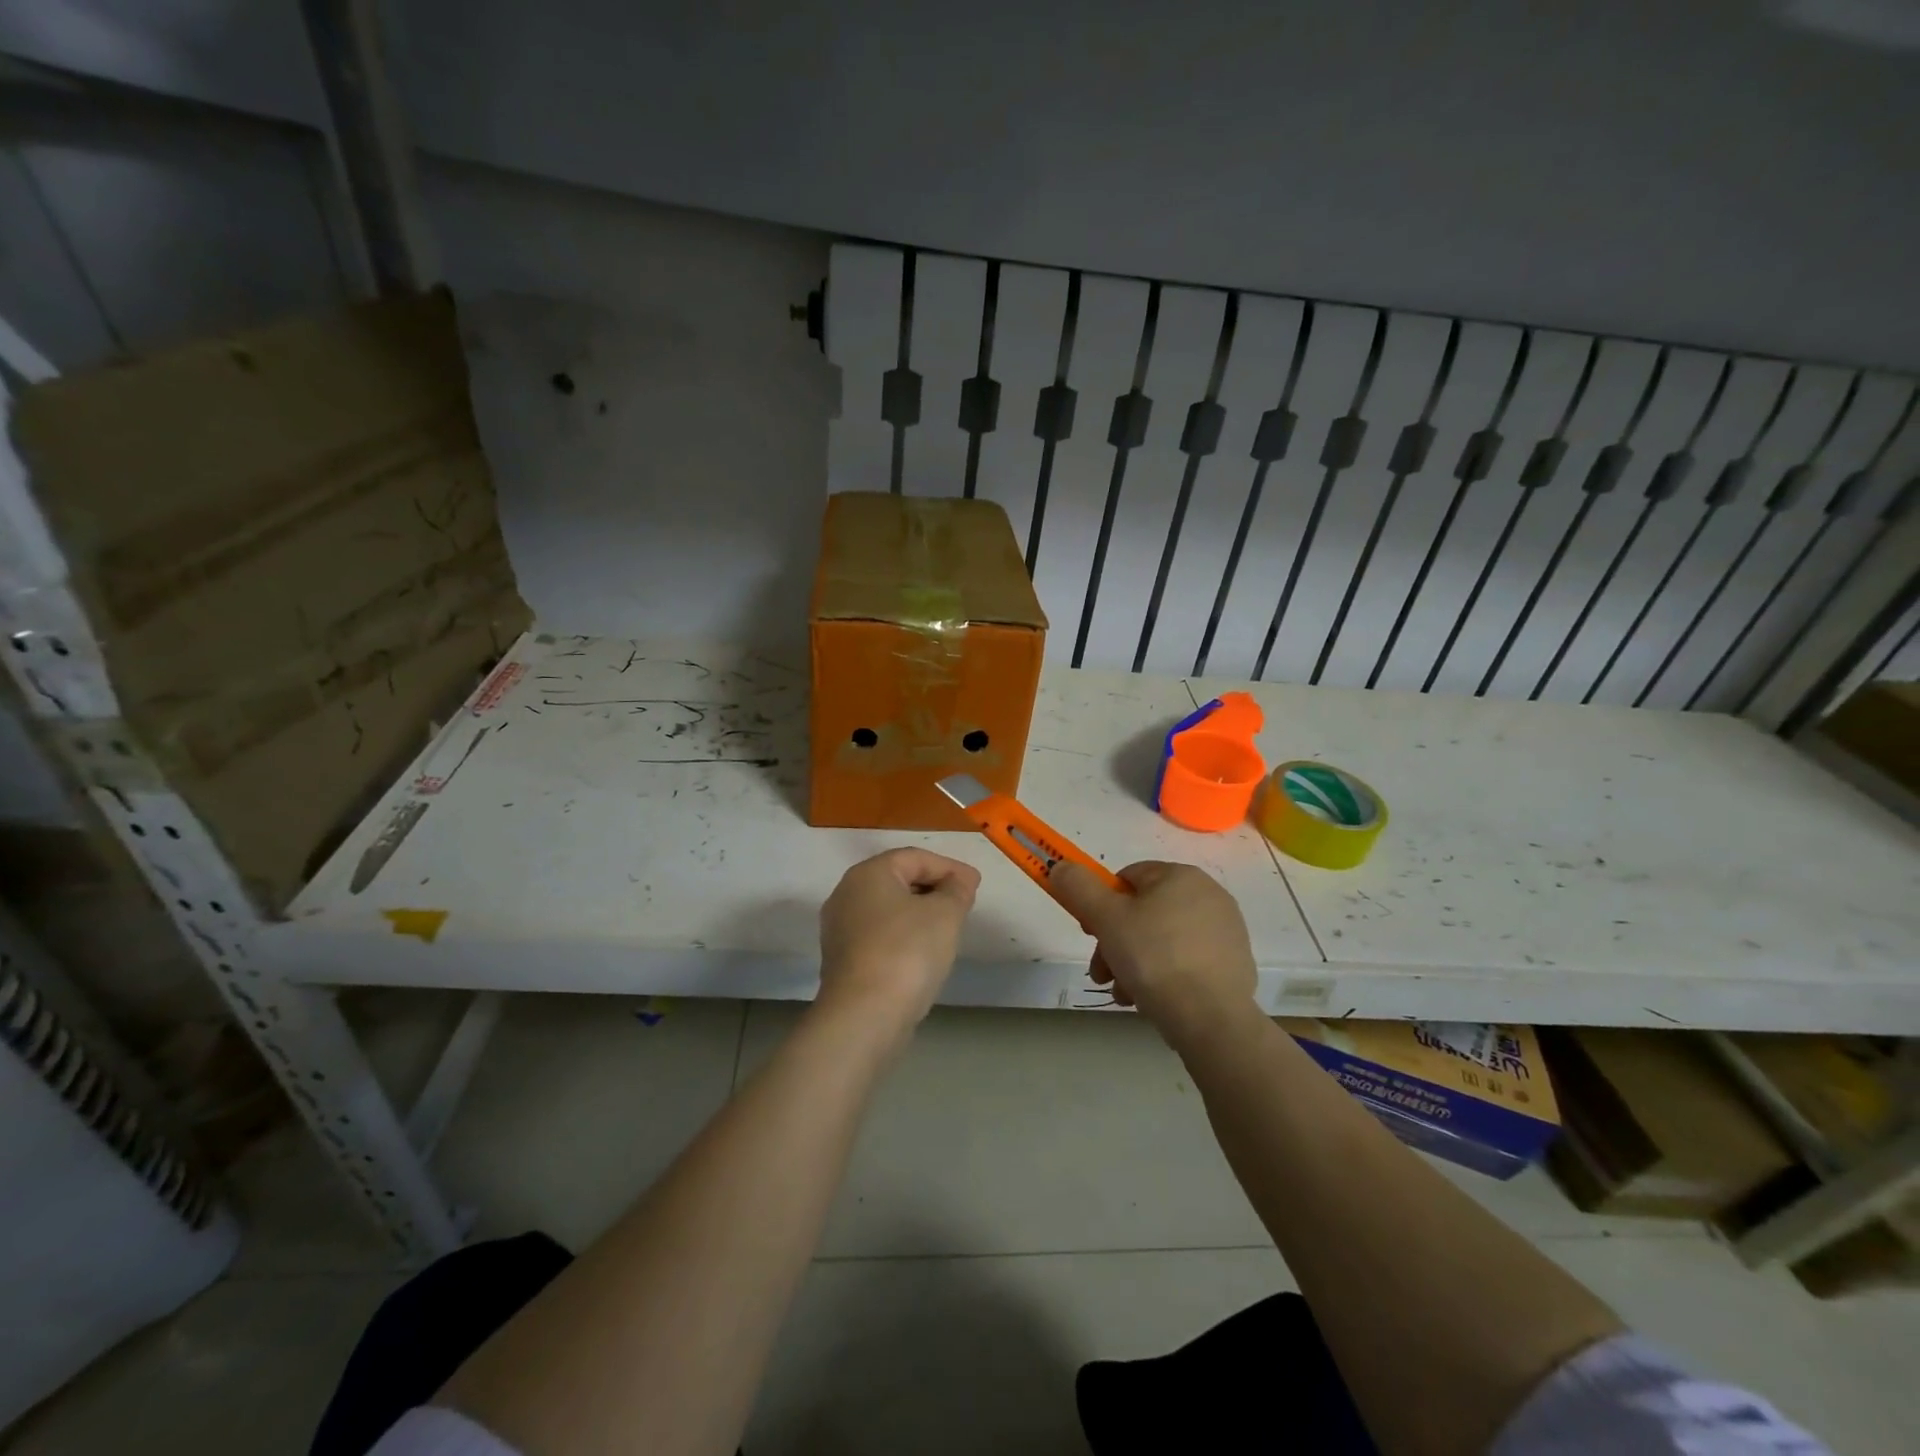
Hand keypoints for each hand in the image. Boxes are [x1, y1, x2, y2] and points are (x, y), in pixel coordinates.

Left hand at [817, 848, 980, 1037]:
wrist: (864, 1016)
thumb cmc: (907, 952)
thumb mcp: (945, 914)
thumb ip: (957, 890)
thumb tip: (960, 881)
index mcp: (868, 874)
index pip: (915, 857)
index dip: (949, 867)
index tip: (975, 885)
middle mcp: (847, 894)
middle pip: (898, 880)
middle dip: (934, 888)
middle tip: (964, 903)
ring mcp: (840, 929)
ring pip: (888, 910)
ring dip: (919, 913)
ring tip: (948, 928)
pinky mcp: (843, 960)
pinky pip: (880, 935)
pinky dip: (904, 936)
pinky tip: (923, 953)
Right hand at [1049, 860, 1258, 1046]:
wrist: (1212, 1020)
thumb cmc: (1154, 958)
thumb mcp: (1105, 918)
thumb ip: (1079, 887)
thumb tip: (1061, 866)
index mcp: (1180, 876)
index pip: (1127, 878)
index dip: (1101, 904)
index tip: (1091, 934)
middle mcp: (1208, 895)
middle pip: (1143, 912)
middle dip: (1115, 942)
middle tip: (1102, 973)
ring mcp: (1224, 931)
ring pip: (1161, 940)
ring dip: (1134, 964)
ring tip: (1124, 994)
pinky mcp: (1233, 964)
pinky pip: (1185, 962)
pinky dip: (1163, 976)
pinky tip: (1151, 1002)